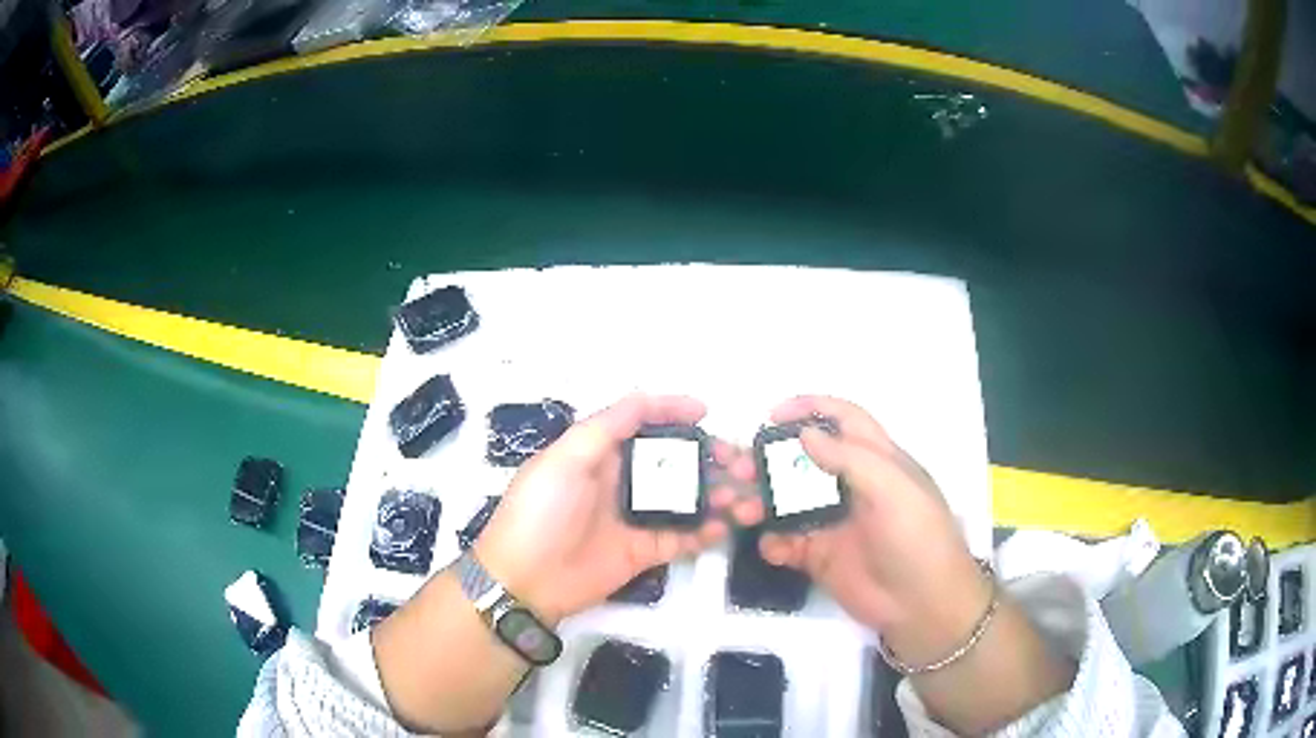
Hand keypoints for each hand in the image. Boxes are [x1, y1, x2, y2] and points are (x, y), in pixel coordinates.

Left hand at [475, 394, 758, 623]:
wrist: (525, 579)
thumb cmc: (540, 512)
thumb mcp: (564, 459)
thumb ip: (606, 427)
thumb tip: (649, 400)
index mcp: (600, 452)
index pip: (643, 422)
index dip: (673, 411)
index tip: (706, 412)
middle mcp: (622, 480)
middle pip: (674, 461)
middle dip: (709, 458)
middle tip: (740, 465)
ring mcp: (635, 517)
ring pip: (686, 498)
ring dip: (717, 495)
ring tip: (743, 499)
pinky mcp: (644, 551)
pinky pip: (682, 537)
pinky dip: (706, 531)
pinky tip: (724, 527)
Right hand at [757, 396, 991, 665]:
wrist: (922, 605)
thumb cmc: (916, 538)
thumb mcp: (892, 489)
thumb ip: (849, 458)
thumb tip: (804, 433)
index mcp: (876, 461)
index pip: (843, 420)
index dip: (811, 408)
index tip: (772, 414)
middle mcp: (851, 486)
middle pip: (804, 460)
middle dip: (770, 459)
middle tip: (740, 468)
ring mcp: (833, 522)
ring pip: (787, 501)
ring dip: (762, 501)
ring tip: (741, 510)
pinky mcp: (820, 556)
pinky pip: (786, 542)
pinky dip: (773, 542)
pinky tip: (773, 547)